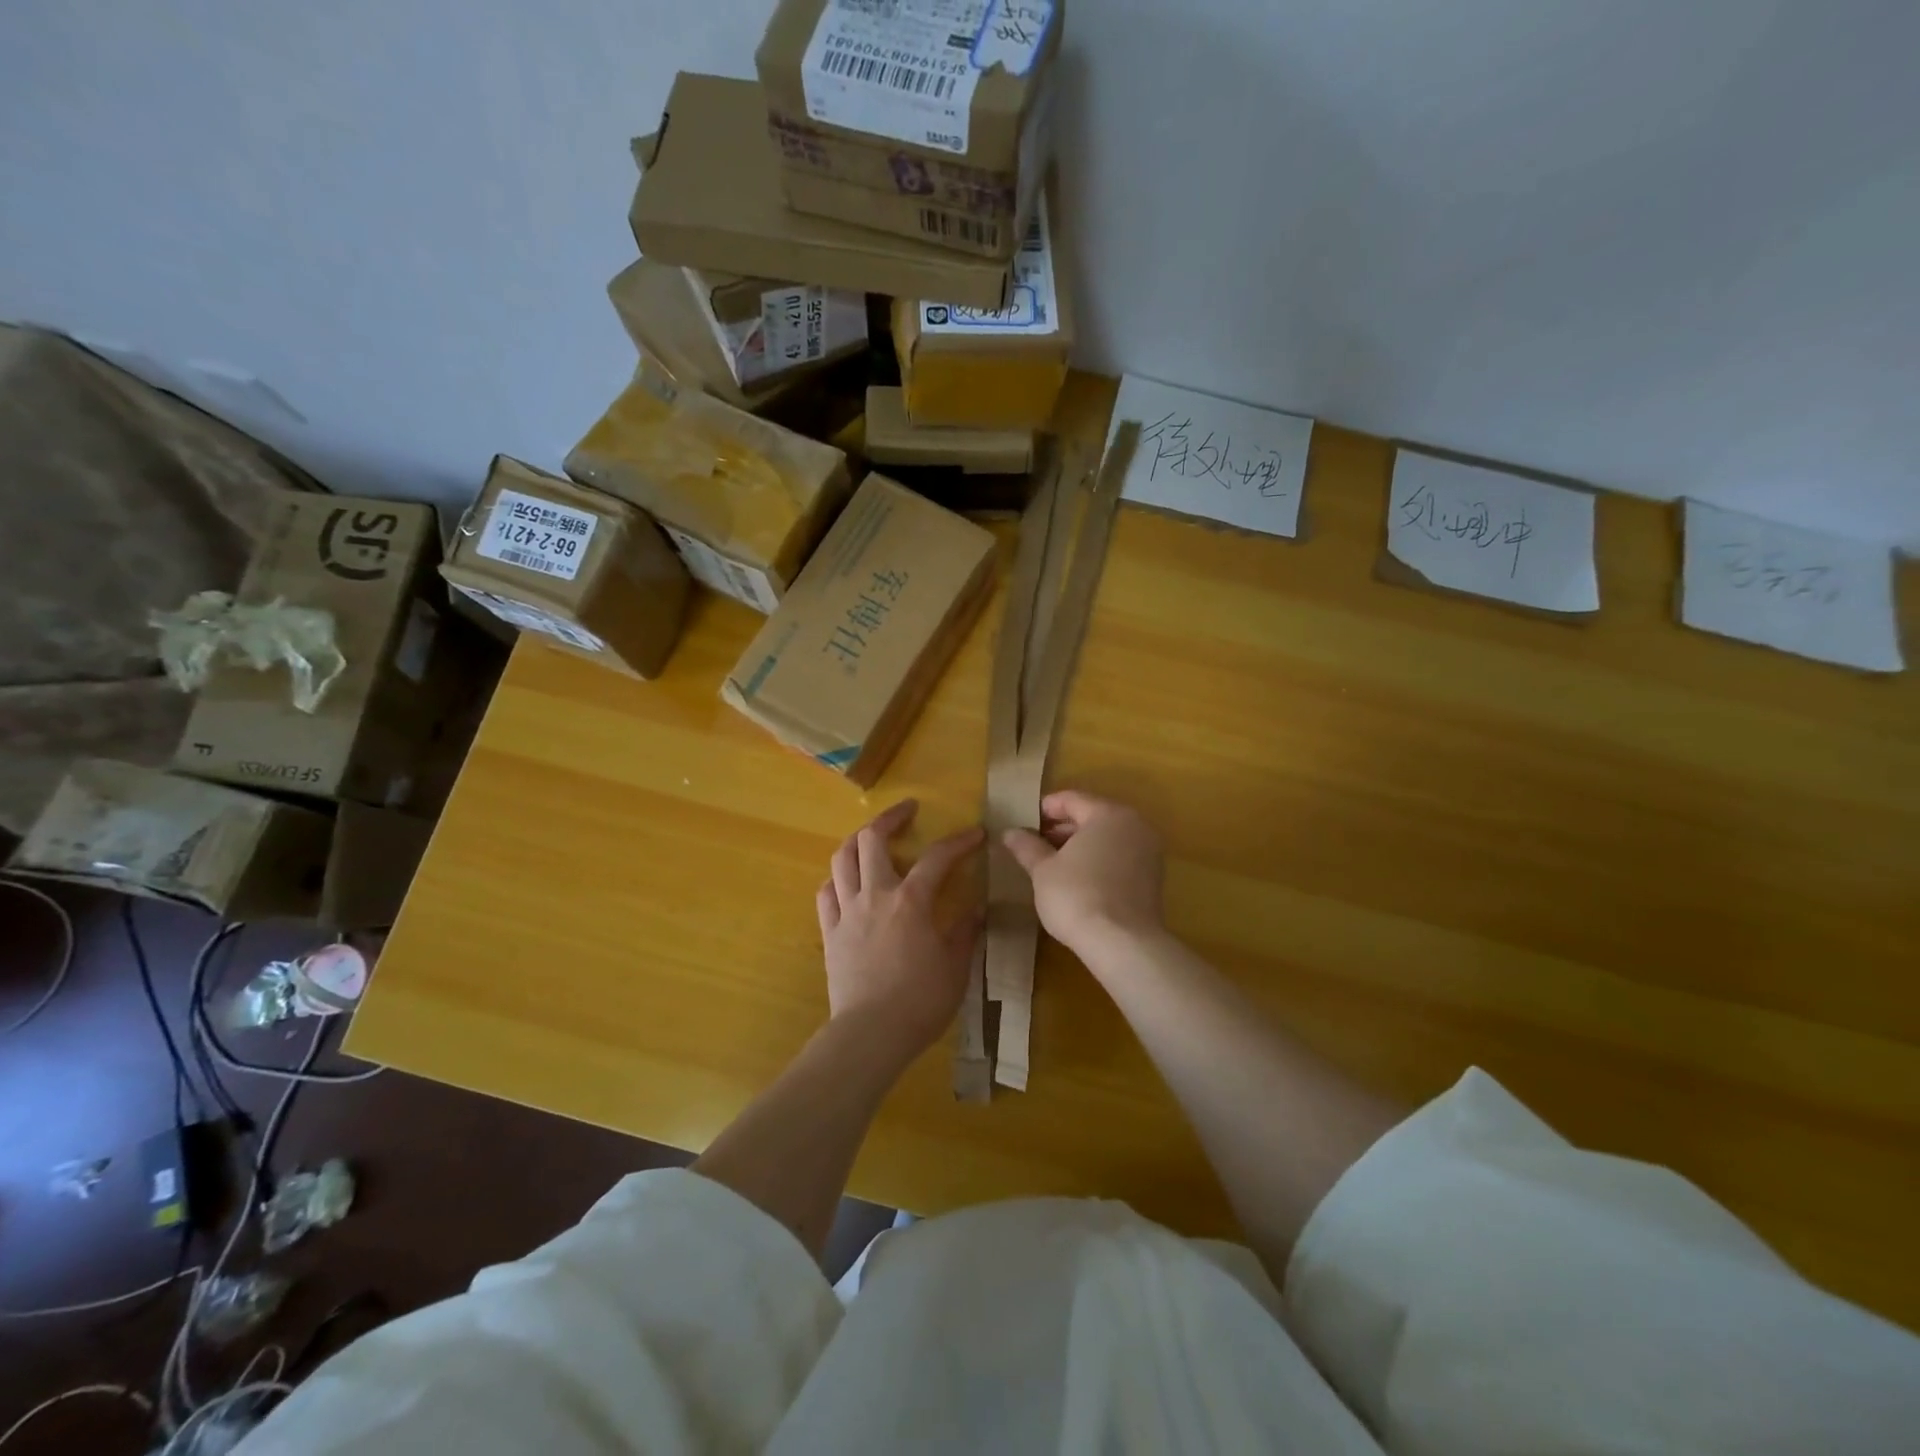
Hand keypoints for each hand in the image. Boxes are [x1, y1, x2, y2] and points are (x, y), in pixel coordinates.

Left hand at [817, 800, 983, 1070]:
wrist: (870, 1034)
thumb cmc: (920, 1001)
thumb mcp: (955, 967)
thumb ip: (964, 932)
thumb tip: (976, 908)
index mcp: (911, 901)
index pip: (937, 858)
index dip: (958, 841)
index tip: (975, 833)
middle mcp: (875, 895)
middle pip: (872, 840)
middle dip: (890, 818)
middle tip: (906, 811)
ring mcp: (847, 912)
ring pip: (841, 859)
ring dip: (857, 840)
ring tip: (871, 837)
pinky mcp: (829, 932)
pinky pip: (826, 894)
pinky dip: (837, 879)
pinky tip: (847, 882)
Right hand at [1001, 790, 1164, 955]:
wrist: (1123, 944)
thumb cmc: (1077, 896)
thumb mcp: (1043, 870)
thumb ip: (1027, 847)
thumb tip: (1010, 832)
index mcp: (1108, 814)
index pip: (1071, 799)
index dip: (1045, 808)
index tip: (1024, 822)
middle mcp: (1134, 825)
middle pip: (1092, 816)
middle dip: (1062, 827)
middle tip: (1035, 842)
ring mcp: (1148, 851)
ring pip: (1108, 837)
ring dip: (1080, 845)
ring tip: (1053, 862)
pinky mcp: (1154, 877)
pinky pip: (1120, 857)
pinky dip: (1099, 860)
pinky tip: (1078, 878)